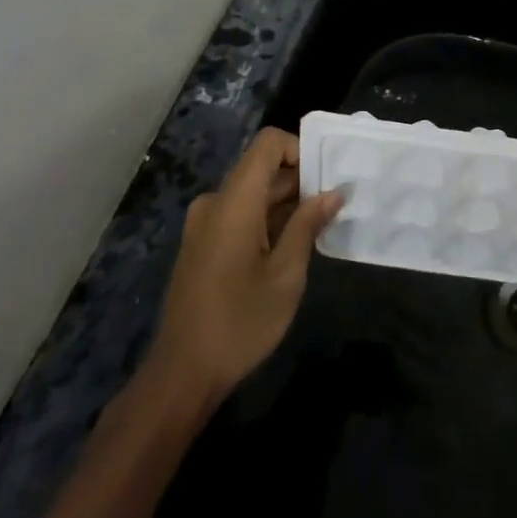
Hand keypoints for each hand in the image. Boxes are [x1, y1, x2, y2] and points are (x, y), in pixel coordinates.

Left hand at [148, 128, 341, 403]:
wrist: (182, 373)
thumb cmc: (240, 321)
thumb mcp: (286, 274)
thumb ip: (308, 225)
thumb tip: (334, 192)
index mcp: (234, 201)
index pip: (268, 144)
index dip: (300, 150)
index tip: (326, 179)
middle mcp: (215, 202)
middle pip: (262, 169)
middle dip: (300, 181)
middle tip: (334, 206)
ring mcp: (204, 224)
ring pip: (252, 194)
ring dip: (285, 204)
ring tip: (319, 229)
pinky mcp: (202, 244)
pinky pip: (239, 214)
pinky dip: (266, 220)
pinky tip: (290, 249)